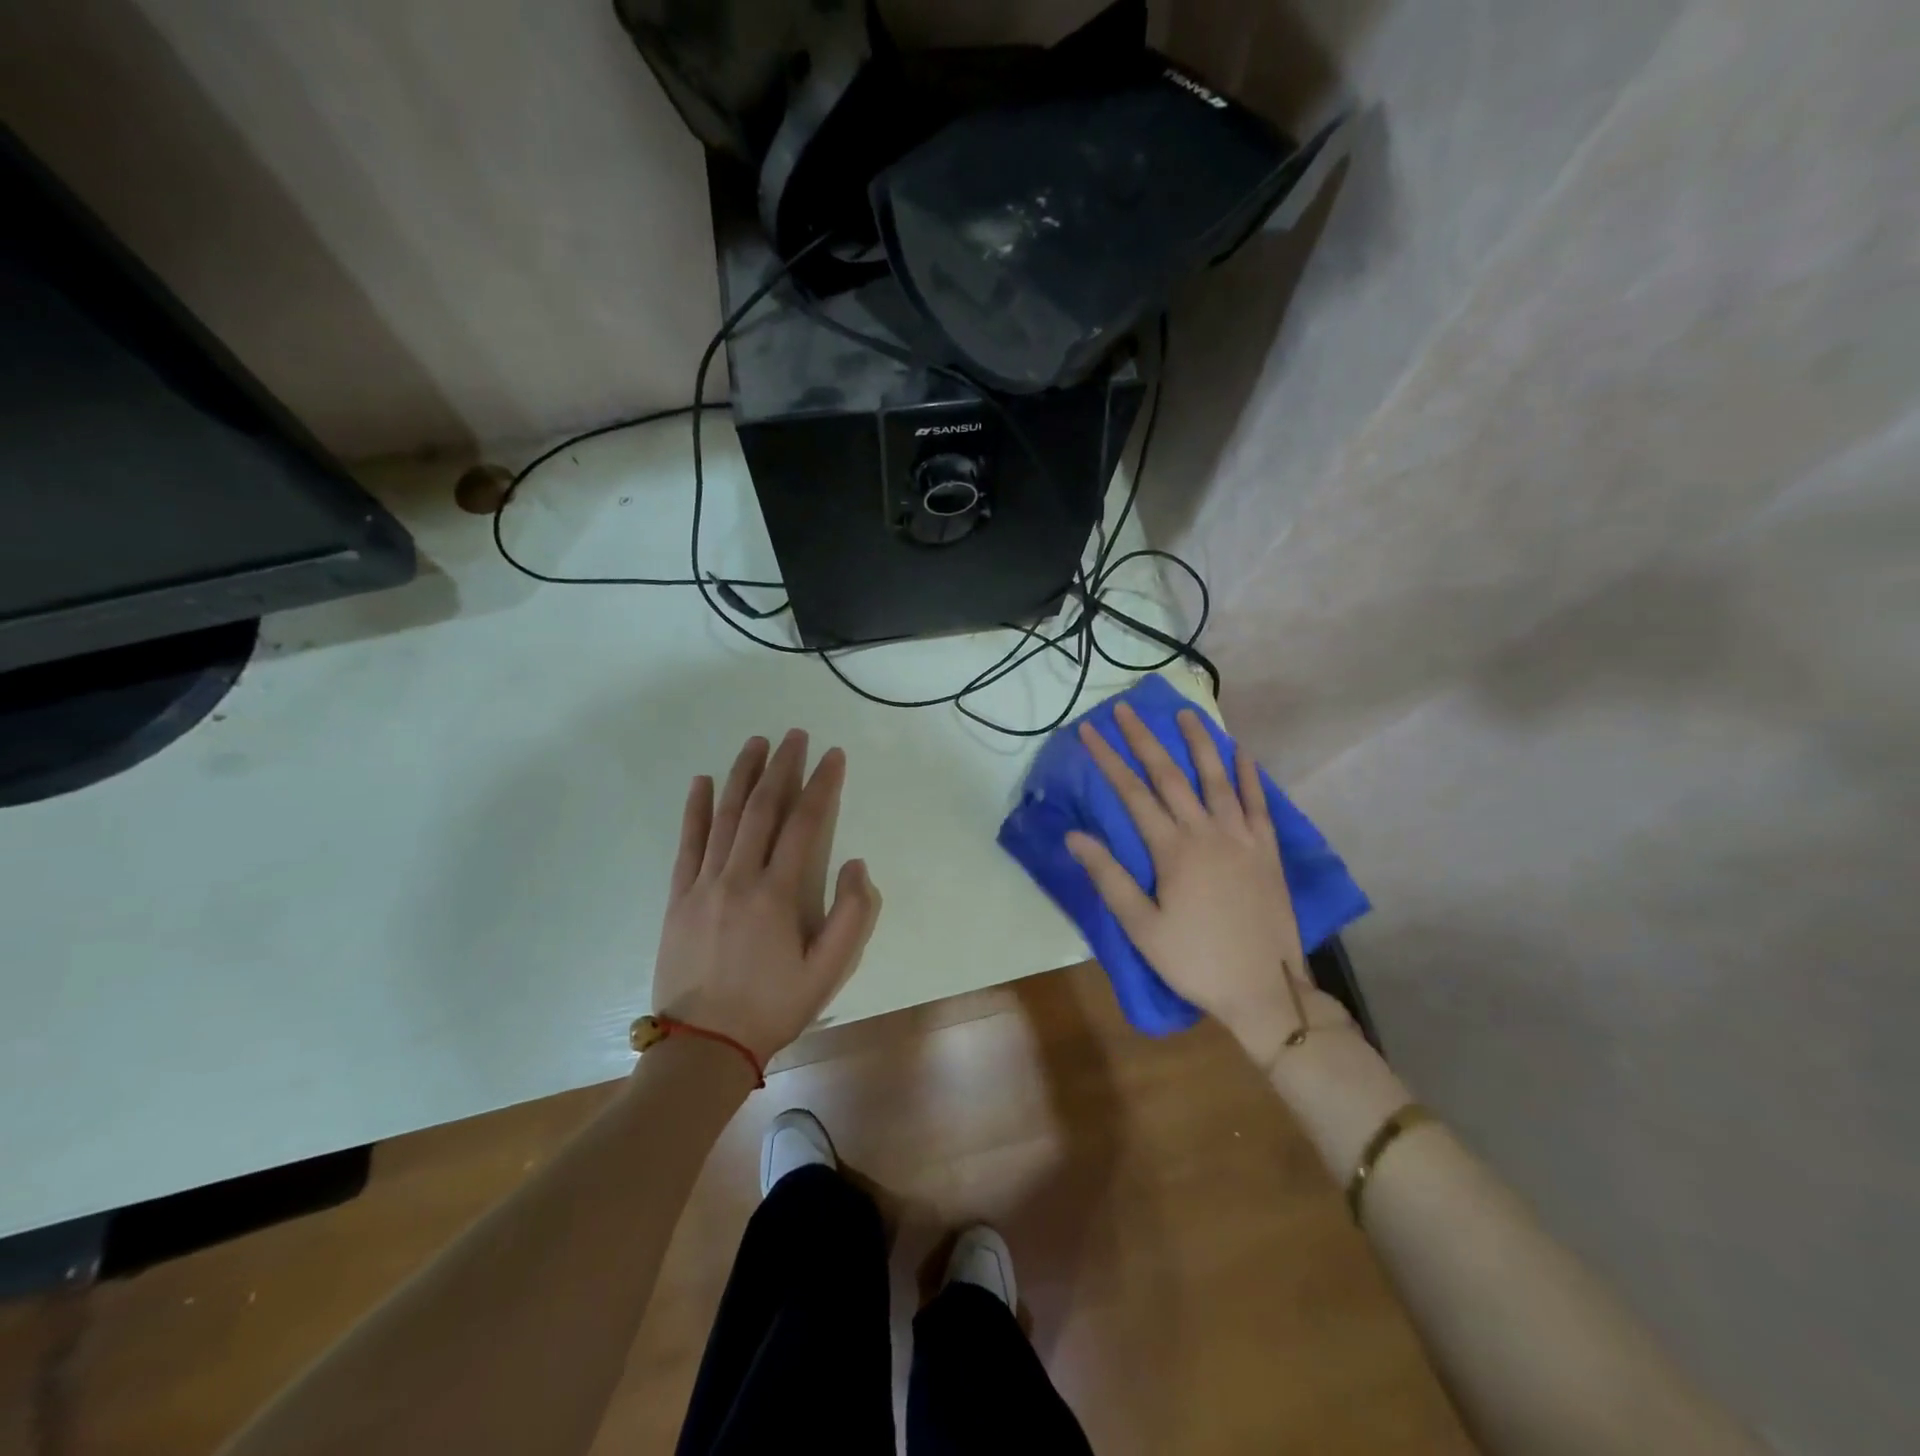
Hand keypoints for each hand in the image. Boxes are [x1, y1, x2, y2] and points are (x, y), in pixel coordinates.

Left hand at [651, 730, 882, 1063]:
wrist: (703, 1047)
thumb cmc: (772, 1008)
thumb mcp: (829, 972)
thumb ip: (851, 916)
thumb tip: (855, 864)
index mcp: (778, 894)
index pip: (805, 824)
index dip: (822, 785)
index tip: (833, 755)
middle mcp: (739, 877)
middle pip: (762, 808)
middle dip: (782, 767)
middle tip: (795, 735)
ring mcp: (703, 884)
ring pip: (724, 816)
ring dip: (741, 775)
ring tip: (755, 743)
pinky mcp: (678, 897)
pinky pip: (687, 843)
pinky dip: (694, 809)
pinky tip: (701, 782)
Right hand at [1064, 703, 1349, 1063]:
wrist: (1266, 989)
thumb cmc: (1195, 961)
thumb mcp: (1142, 927)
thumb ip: (1109, 878)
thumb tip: (1074, 836)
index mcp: (1173, 850)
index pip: (1133, 793)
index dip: (1108, 760)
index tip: (1089, 730)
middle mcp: (1207, 832)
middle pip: (1170, 775)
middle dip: (1144, 739)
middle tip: (1126, 709)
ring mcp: (1242, 837)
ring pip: (1216, 778)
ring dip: (1198, 742)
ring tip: (1184, 713)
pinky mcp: (1267, 849)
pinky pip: (1258, 802)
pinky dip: (1248, 774)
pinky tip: (1242, 752)